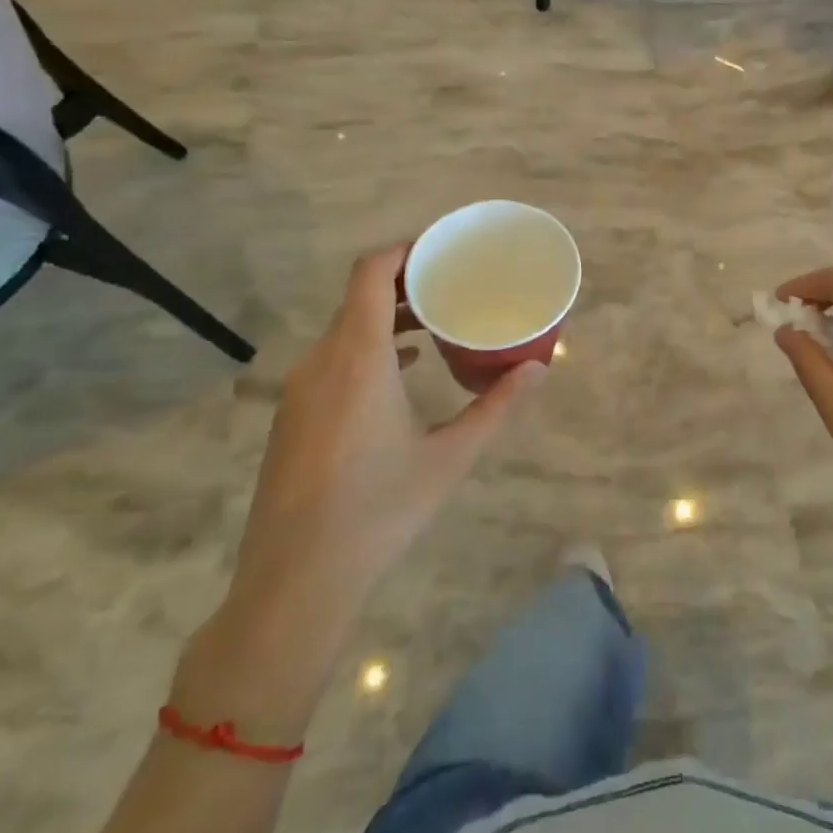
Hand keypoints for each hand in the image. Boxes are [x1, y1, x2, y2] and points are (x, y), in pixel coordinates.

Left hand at [202, 245, 544, 717]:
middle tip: (451, 284)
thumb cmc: (379, 511)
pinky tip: (402, 371)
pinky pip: (332, 358)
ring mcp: (300, 390)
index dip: (402, 250)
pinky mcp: (292, 416)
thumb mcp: (450, 457)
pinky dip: (367, 347)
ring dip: (385, 316)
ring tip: (433, 323)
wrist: (294, 582)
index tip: (441, 250)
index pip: (370, 273)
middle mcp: (322, 361)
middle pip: (358, 297)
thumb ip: (497, 407)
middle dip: (404, 282)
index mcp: (358, 358)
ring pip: (344, 329)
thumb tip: (539, 368)